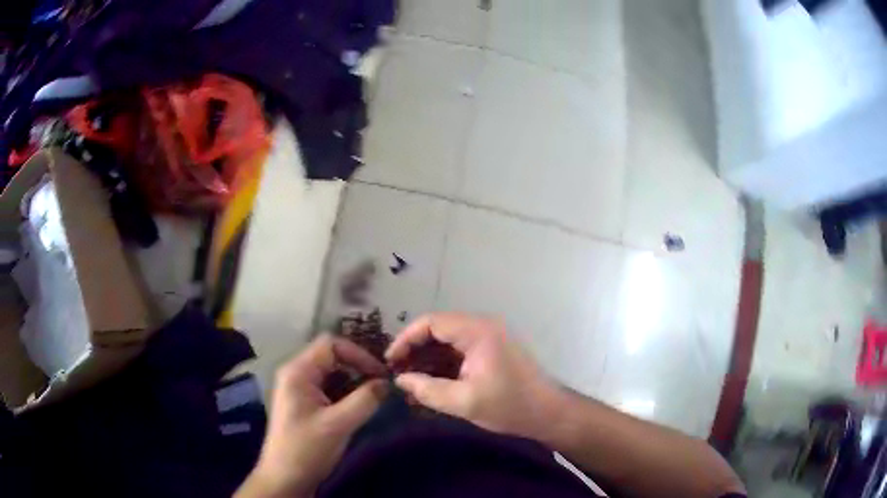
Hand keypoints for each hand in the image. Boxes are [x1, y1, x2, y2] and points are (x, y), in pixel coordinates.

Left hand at [237, 335, 388, 497]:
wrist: (285, 479)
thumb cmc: (307, 449)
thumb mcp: (339, 425)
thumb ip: (365, 400)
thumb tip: (387, 383)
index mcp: (298, 371)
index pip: (331, 344)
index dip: (358, 354)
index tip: (381, 373)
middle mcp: (296, 374)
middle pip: (331, 356)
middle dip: (358, 367)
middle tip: (382, 384)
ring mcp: (299, 389)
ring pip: (332, 373)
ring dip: (354, 381)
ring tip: (375, 395)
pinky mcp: (305, 404)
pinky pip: (329, 388)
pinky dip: (346, 393)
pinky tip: (360, 406)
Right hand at [386, 313, 563, 441]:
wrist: (549, 413)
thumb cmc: (509, 406)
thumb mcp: (464, 402)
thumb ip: (428, 390)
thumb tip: (400, 380)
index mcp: (477, 331)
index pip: (431, 322)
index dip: (406, 339)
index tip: (391, 361)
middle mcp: (482, 327)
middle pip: (438, 330)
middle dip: (415, 350)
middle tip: (398, 373)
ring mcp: (488, 338)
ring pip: (447, 342)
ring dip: (427, 359)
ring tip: (409, 381)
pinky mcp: (491, 352)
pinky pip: (459, 352)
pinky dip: (442, 365)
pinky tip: (430, 384)